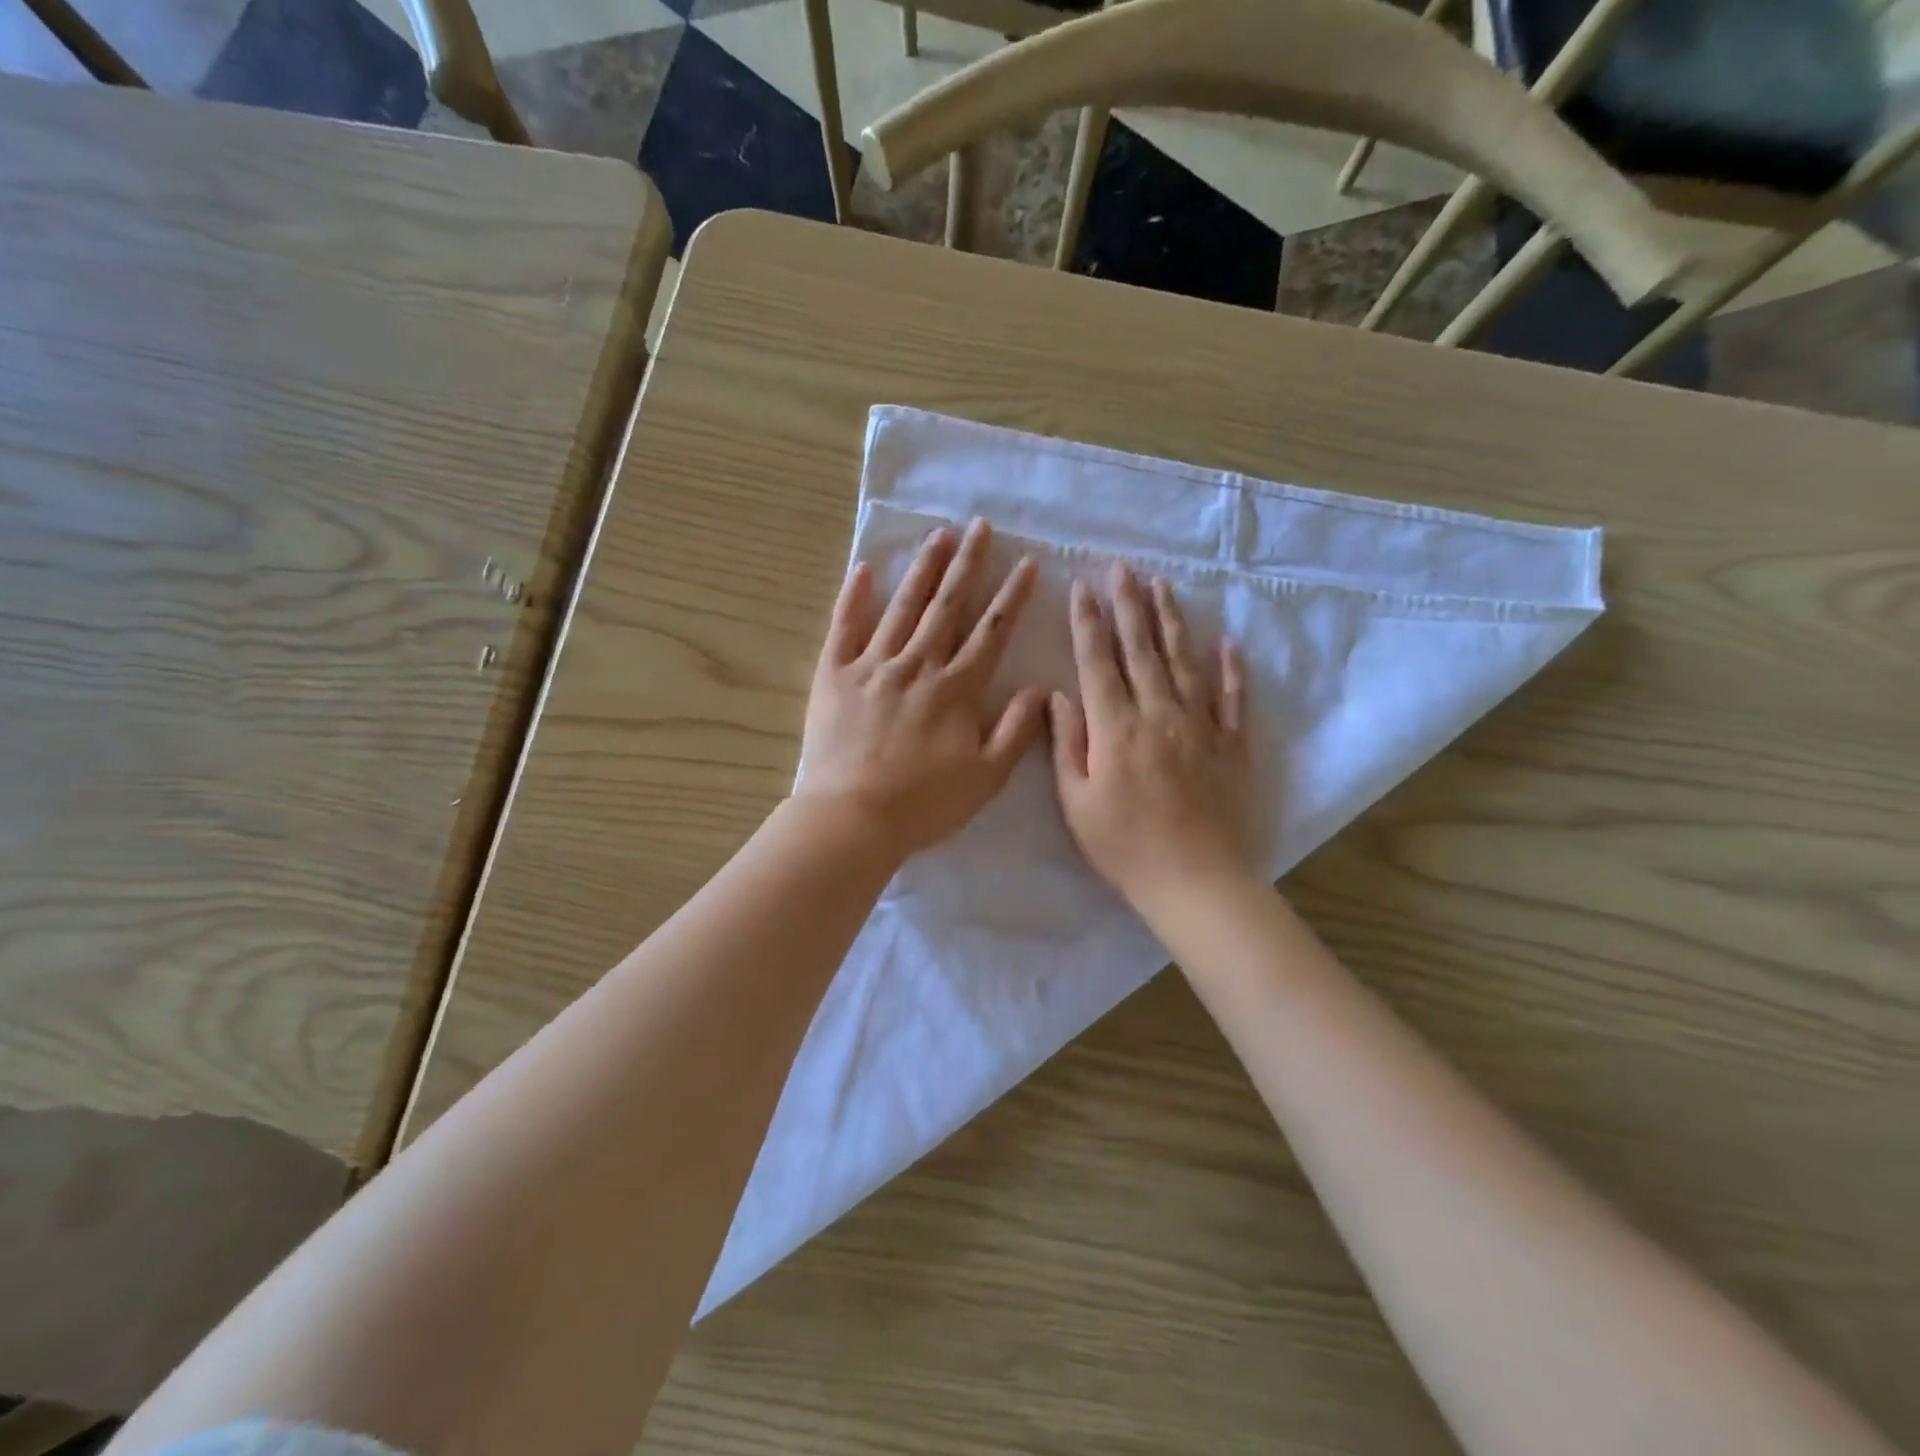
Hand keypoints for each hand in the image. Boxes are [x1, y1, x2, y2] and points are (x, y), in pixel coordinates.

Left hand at [796, 519, 1046, 860]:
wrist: (852, 818)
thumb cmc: (924, 804)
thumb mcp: (986, 778)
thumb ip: (1016, 730)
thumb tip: (1040, 688)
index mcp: (956, 689)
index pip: (991, 632)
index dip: (1011, 596)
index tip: (1025, 562)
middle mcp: (917, 666)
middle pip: (947, 606)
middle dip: (967, 564)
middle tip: (979, 526)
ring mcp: (872, 666)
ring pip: (903, 608)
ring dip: (922, 569)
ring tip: (938, 535)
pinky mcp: (833, 676)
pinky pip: (844, 628)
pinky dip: (854, 597)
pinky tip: (864, 568)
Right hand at [1048, 563, 1251, 914]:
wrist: (1196, 881)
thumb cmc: (1125, 847)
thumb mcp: (1077, 803)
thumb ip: (1066, 745)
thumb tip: (1057, 696)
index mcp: (1116, 729)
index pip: (1099, 662)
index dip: (1088, 623)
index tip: (1083, 588)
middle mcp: (1159, 714)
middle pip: (1142, 650)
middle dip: (1129, 606)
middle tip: (1123, 569)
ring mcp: (1201, 726)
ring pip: (1185, 661)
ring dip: (1172, 621)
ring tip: (1163, 586)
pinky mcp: (1232, 744)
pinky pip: (1233, 697)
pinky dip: (1231, 668)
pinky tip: (1228, 642)